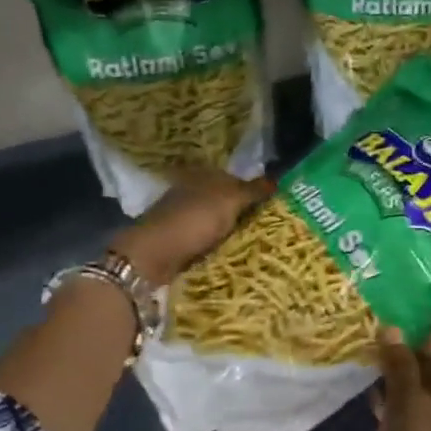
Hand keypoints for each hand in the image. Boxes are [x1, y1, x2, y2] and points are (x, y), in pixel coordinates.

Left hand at [111, 168, 272, 284]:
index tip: (275, 206)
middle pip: (226, 201)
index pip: (235, 178)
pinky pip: (208, 241)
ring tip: (258, 244)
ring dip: (232, 232)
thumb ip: (253, 189)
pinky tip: (234, 254)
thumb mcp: (229, 199)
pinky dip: (220, 246)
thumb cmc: (193, 220)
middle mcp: (192, 191)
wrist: (154, 256)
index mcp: (203, 174)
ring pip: (217, 222)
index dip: (254, 190)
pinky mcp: (179, 240)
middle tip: (272, 227)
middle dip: (244, 212)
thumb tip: (277, 180)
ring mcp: (184, 217)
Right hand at [368, 327, 430, 430]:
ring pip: (429, 401)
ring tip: (374, 371)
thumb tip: (391, 329)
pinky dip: (399, 410)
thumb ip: (400, 367)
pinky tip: (373, 402)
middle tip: (383, 352)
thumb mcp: (409, 407)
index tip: (404, 342)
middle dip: (416, 363)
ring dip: (404, 385)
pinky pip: (417, 424)